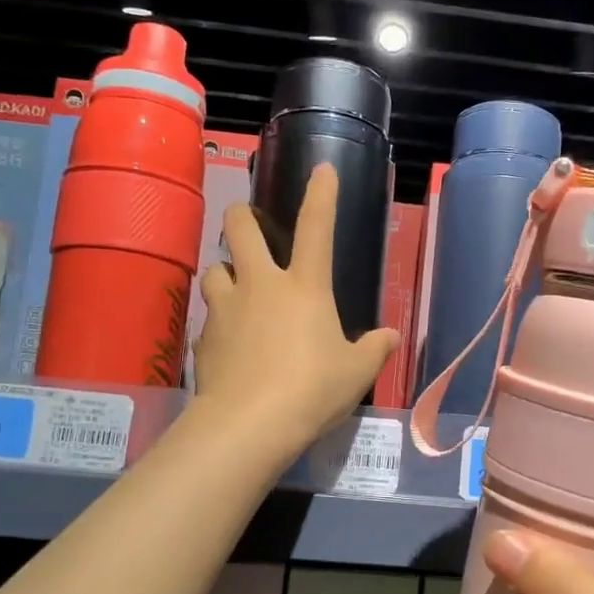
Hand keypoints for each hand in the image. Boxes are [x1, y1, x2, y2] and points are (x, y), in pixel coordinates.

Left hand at [192, 163, 397, 457]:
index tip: (323, 169)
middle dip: (242, 216)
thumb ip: (375, 349)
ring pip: (214, 269)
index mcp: (304, 286)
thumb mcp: (356, 372)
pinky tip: (229, 342)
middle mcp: (260, 285)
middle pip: (239, 228)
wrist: (250, 424)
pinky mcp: (203, 338)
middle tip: (249, 225)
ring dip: (225, 272)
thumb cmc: (313, 389)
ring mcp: (226, 308)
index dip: (321, 194)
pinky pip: (208, 316)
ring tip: (236, 289)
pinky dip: (219, 321)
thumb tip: (390, 337)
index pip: (317, 227)